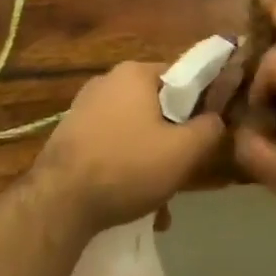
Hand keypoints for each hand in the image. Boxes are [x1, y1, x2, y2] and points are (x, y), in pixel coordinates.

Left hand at [32, 61, 225, 237]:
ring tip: (157, 199)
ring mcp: (84, 107)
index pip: (182, 77)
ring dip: (149, 158)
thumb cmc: (127, 167)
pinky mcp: (69, 134)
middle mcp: (108, 80)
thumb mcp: (184, 151)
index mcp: (135, 72)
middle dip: (172, 139)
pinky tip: (129, 200)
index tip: (204, 135)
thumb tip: (217, 119)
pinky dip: (124, 166)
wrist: (58, 203)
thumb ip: (210, 129)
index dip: (200, 105)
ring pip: (134, 129)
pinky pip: (110, 144)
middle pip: (157, 106)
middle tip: (181, 171)